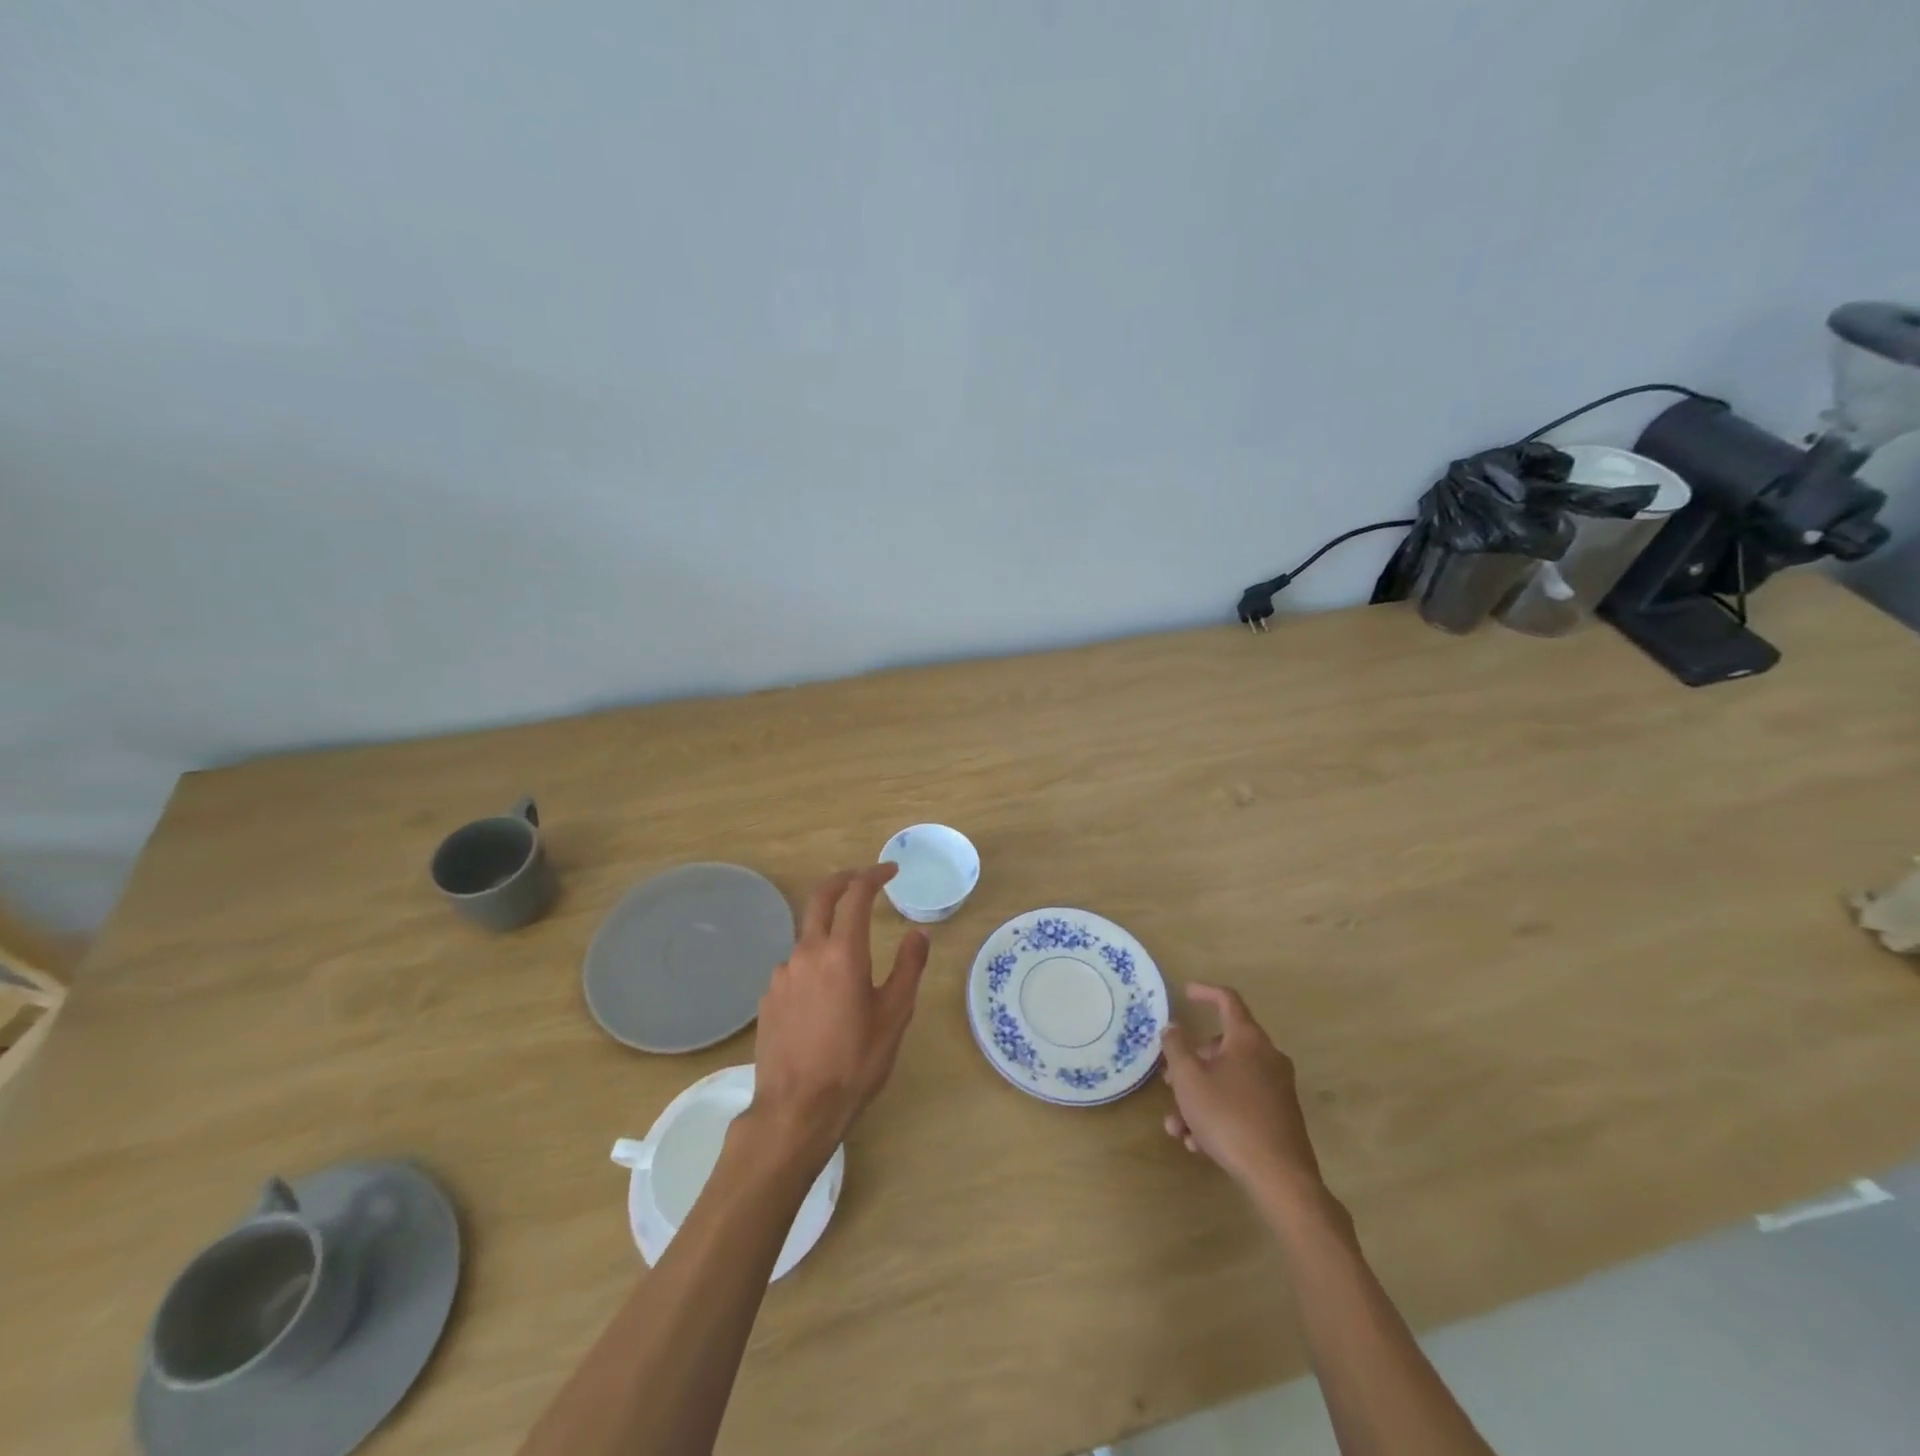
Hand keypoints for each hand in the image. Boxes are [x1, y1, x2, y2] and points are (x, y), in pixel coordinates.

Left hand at [749, 865, 929, 1156]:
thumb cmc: (854, 1062)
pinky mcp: (769, 997)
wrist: (796, 1110)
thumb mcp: (895, 1015)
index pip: (856, 895)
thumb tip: (919, 933)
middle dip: (843, 879)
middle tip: (864, 877)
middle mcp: (807, 953)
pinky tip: (825, 994)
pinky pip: (795, 966)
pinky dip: (814, 962)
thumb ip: (909, 967)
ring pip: (807, 936)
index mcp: (842, 953)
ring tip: (851, 956)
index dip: (874, 876)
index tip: (890, 871)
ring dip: (829, 930)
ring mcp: (782, 974)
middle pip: (820, 898)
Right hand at [1161, 984, 1322, 1199]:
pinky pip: (1242, 1104)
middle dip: (1192, 1062)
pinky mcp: (1280, 1117)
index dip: (1205, 992)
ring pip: (1228, 1081)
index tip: (1185, 993)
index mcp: (1248, 1039)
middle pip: (1224, 1046)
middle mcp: (1267, 1057)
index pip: (1227, 1001)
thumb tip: (1173, 1027)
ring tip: (1177, 1126)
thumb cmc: (1228, 1117)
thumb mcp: (1189, 1079)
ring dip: (1199, 1097)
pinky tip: (1197, 1144)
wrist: (1279, 1178)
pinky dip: (1218, 1115)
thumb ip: (1176, 1047)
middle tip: (1170, 1079)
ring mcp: (1277, 1089)